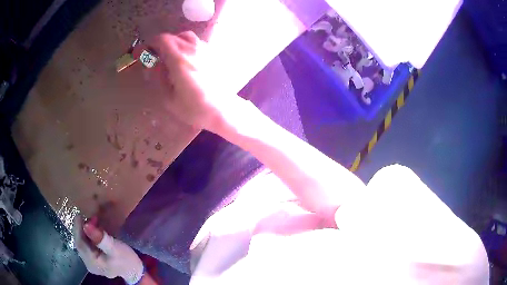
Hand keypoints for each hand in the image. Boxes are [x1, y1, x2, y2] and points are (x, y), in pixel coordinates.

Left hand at [72, 216, 143, 284]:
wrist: (135, 269)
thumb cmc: (126, 259)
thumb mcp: (115, 249)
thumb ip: (100, 239)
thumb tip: (86, 225)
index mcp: (92, 263)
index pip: (80, 244)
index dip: (78, 229)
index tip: (80, 214)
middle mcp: (88, 264)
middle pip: (80, 243)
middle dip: (81, 229)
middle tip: (87, 216)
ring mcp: (90, 262)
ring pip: (82, 243)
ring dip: (84, 231)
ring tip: (91, 220)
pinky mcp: (93, 258)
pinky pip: (86, 244)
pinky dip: (87, 235)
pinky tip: (93, 230)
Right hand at [146, 31, 243, 132]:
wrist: (223, 109)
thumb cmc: (195, 108)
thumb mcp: (169, 98)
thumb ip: (159, 78)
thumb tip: (153, 64)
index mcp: (179, 59)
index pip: (162, 40)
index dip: (150, 44)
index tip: (143, 52)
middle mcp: (192, 49)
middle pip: (173, 37)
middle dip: (161, 44)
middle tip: (156, 56)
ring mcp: (205, 50)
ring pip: (186, 37)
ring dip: (175, 42)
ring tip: (171, 55)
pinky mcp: (213, 54)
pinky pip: (197, 42)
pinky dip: (187, 45)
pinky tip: (187, 59)